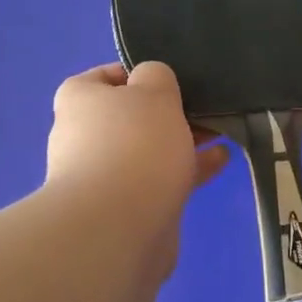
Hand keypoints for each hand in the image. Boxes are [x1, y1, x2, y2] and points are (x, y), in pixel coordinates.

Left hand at [46, 62, 230, 278]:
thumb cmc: (134, 144)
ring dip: (183, 142)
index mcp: (79, 100)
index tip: (175, 81)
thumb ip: (157, 76)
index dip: (142, 74)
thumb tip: (151, 84)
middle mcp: (83, 135)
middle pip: (132, 115)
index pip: (107, 76)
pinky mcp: (123, 207)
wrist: (118, 227)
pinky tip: (220, 162)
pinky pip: (159, 179)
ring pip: (149, 149)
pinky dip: (186, 170)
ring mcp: (101, 175)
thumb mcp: (154, 91)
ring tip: (221, 134)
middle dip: (169, 113)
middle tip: (206, 109)